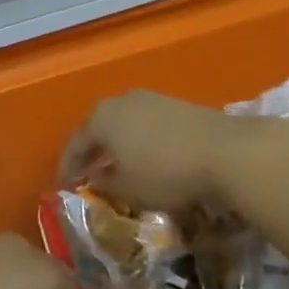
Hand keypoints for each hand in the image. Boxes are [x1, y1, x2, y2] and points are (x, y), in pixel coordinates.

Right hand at [61, 90, 255, 213]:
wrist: (224, 150)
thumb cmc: (165, 173)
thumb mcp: (128, 189)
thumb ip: (104, 183)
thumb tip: (95, 177)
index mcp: (101, 118)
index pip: (75, 144)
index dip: (68, 167)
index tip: (64, 186)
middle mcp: (121, 101)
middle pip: (98, 128)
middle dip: (92, 151)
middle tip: (88, 173)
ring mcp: (150, 99)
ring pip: (123, 123)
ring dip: (117, 145)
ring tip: (118, 166)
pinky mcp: (175, 104)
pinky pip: (145, 124)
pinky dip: (139, 140)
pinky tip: (146, 157)